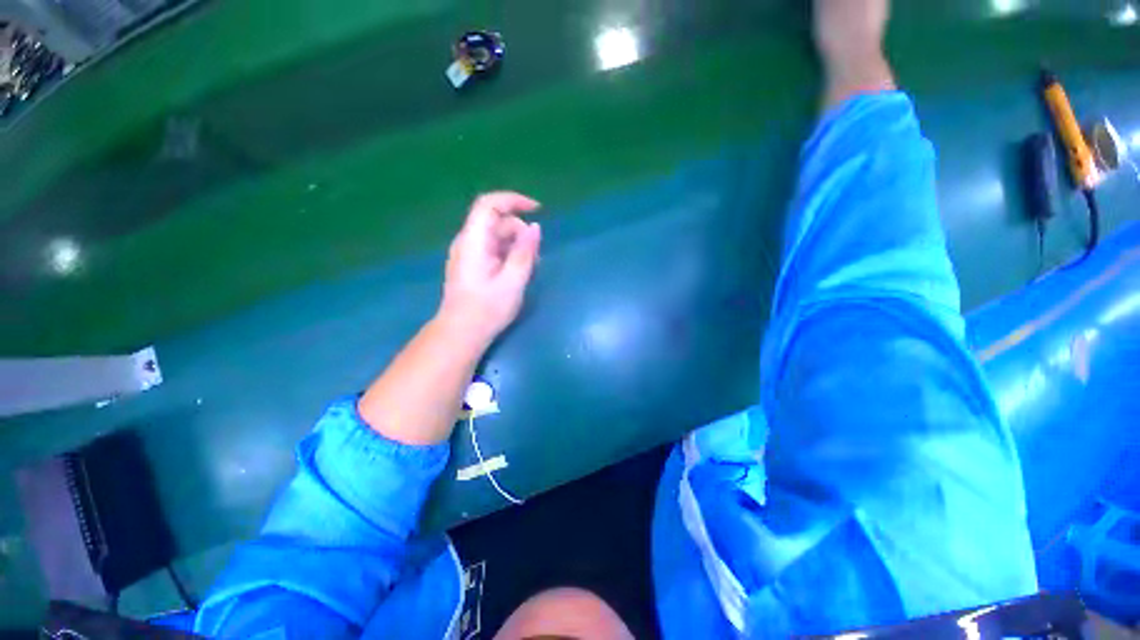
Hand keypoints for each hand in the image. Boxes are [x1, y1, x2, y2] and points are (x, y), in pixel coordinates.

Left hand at [438, 191, 541, 344]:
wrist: (461, 333)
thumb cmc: (487, 309)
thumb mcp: (513, 281)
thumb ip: (525, 252)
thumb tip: (536, 228)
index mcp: (474, 241)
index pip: (489, 204)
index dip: (514, 200)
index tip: (538, 210)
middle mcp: (468, 242)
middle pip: (496, 221)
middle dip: (520, 232)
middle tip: (536, 257)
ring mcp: (468, 253)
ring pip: (496, 236)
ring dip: (516, 245)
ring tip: (529, 269)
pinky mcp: (471, 265)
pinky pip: (492, 249)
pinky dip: (508, 254)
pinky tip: (517, 273)